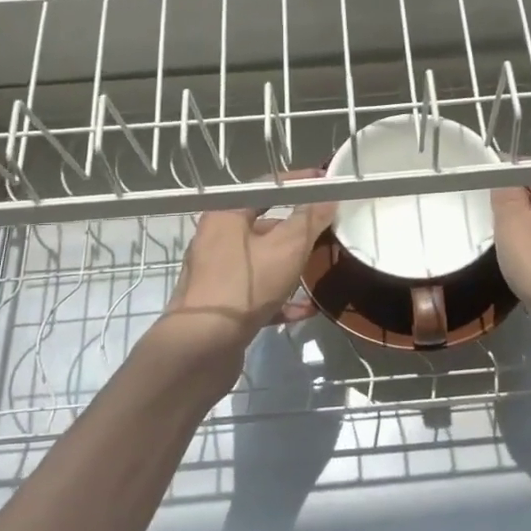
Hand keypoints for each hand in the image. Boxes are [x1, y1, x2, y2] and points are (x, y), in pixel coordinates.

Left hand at [163, 185, 335, 345]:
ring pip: (261, 261)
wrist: (202, 346)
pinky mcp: (221, 305)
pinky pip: (256, 293)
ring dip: (290, 266)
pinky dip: (280, 298)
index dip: (298, 184)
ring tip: (319, 269)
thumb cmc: (245, 286)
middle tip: (327, 231)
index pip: (266, 187)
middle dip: (297, 230)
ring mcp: (215, 274)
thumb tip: (328, 196)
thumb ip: (309, 220)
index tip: (325, 184)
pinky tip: (304, 310)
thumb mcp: (287, 248)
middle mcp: (215, 239)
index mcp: (226, 215)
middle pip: (263, 225)